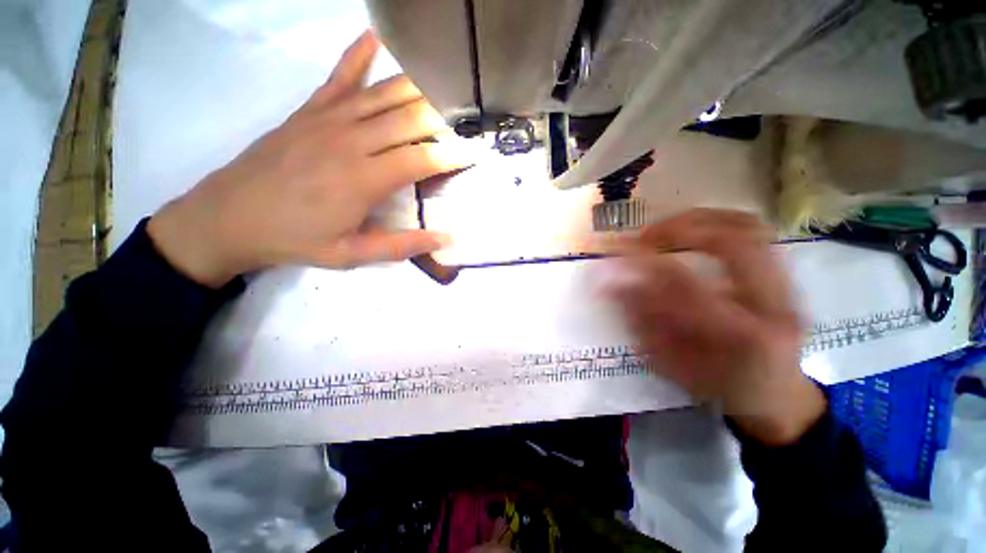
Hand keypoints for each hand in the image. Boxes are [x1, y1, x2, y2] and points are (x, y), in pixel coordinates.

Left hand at [148, 30, 471, 287]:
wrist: (230, 217)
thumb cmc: (296, 239)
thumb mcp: (352, 255)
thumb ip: (401, 246)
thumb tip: (444, 238)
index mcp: (364, 180)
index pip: (421, 159)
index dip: (452, 155)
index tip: (475, 152)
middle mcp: (351, 141)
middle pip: (408, 119)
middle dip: (444, 115)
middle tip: (469, 112)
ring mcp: (328, 119)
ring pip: (383, 94)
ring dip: (418, 85)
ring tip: (446, 79)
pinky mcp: (309, 110)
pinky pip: (339, 75)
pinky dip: (358, 53)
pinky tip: (377, 36)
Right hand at [604, 209, 825, 445]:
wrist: (776, 395)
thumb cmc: (717, 387)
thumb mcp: (672, 363)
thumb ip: (643, 323)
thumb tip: (613, 285)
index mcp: (745, 337)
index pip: (691, 286)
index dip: (649, 262)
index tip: (618, 250)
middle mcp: (776, 304)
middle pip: (734, 241)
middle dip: (679, 229)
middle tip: (643, 235)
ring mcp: (788, 285)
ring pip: (747, 226)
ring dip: (698, 219)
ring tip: (663, 228)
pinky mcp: (786, 274)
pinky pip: (753, 230)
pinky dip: (717, 220)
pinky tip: (692, 228)